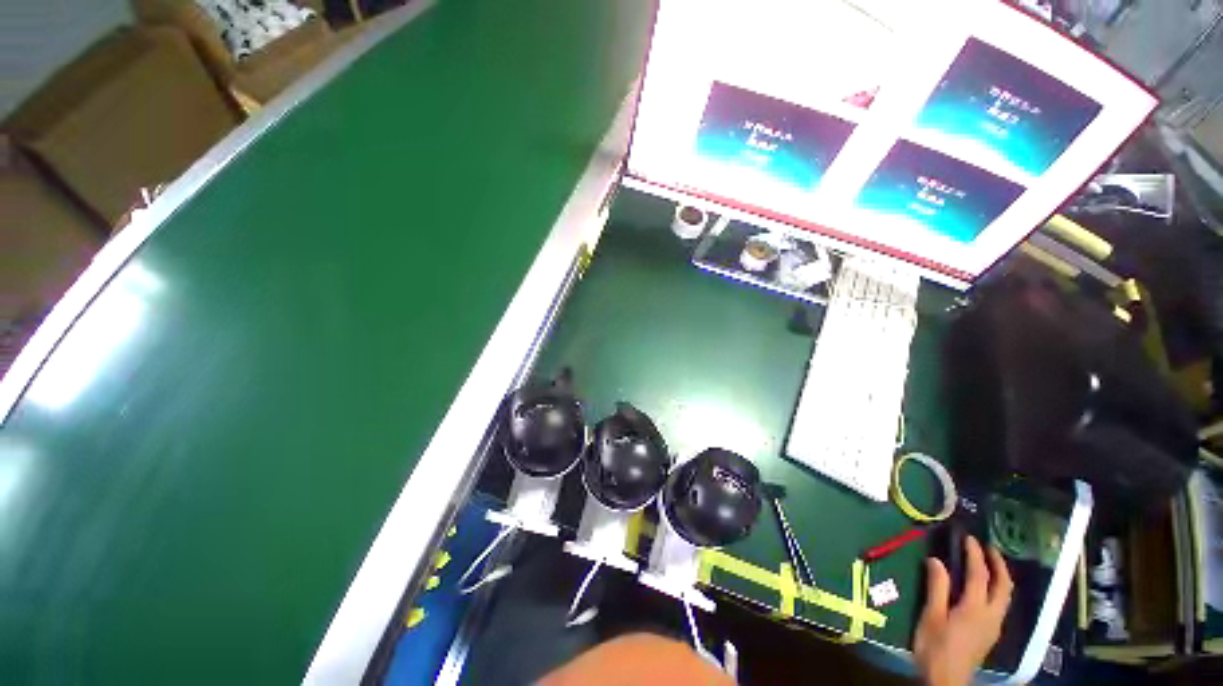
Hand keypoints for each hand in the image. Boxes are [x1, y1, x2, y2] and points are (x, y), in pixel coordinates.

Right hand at [913, 535, 1012, 685]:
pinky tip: (985, 588)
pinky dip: (996, 588)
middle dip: (998, 564)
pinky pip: (1000, 604)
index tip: (969, 538)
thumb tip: (936, 560)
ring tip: (989, 562)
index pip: (980, 575)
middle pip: (1003, 585)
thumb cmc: (935, 646)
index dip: (975, 554)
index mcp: (975, 608)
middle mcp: (991, 615)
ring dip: (1000, 576)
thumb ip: (936, 587)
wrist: (947, 679)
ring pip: (1005, 595)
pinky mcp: (990, 633)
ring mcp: (994, 625)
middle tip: (988, 546)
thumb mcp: (932, 616)